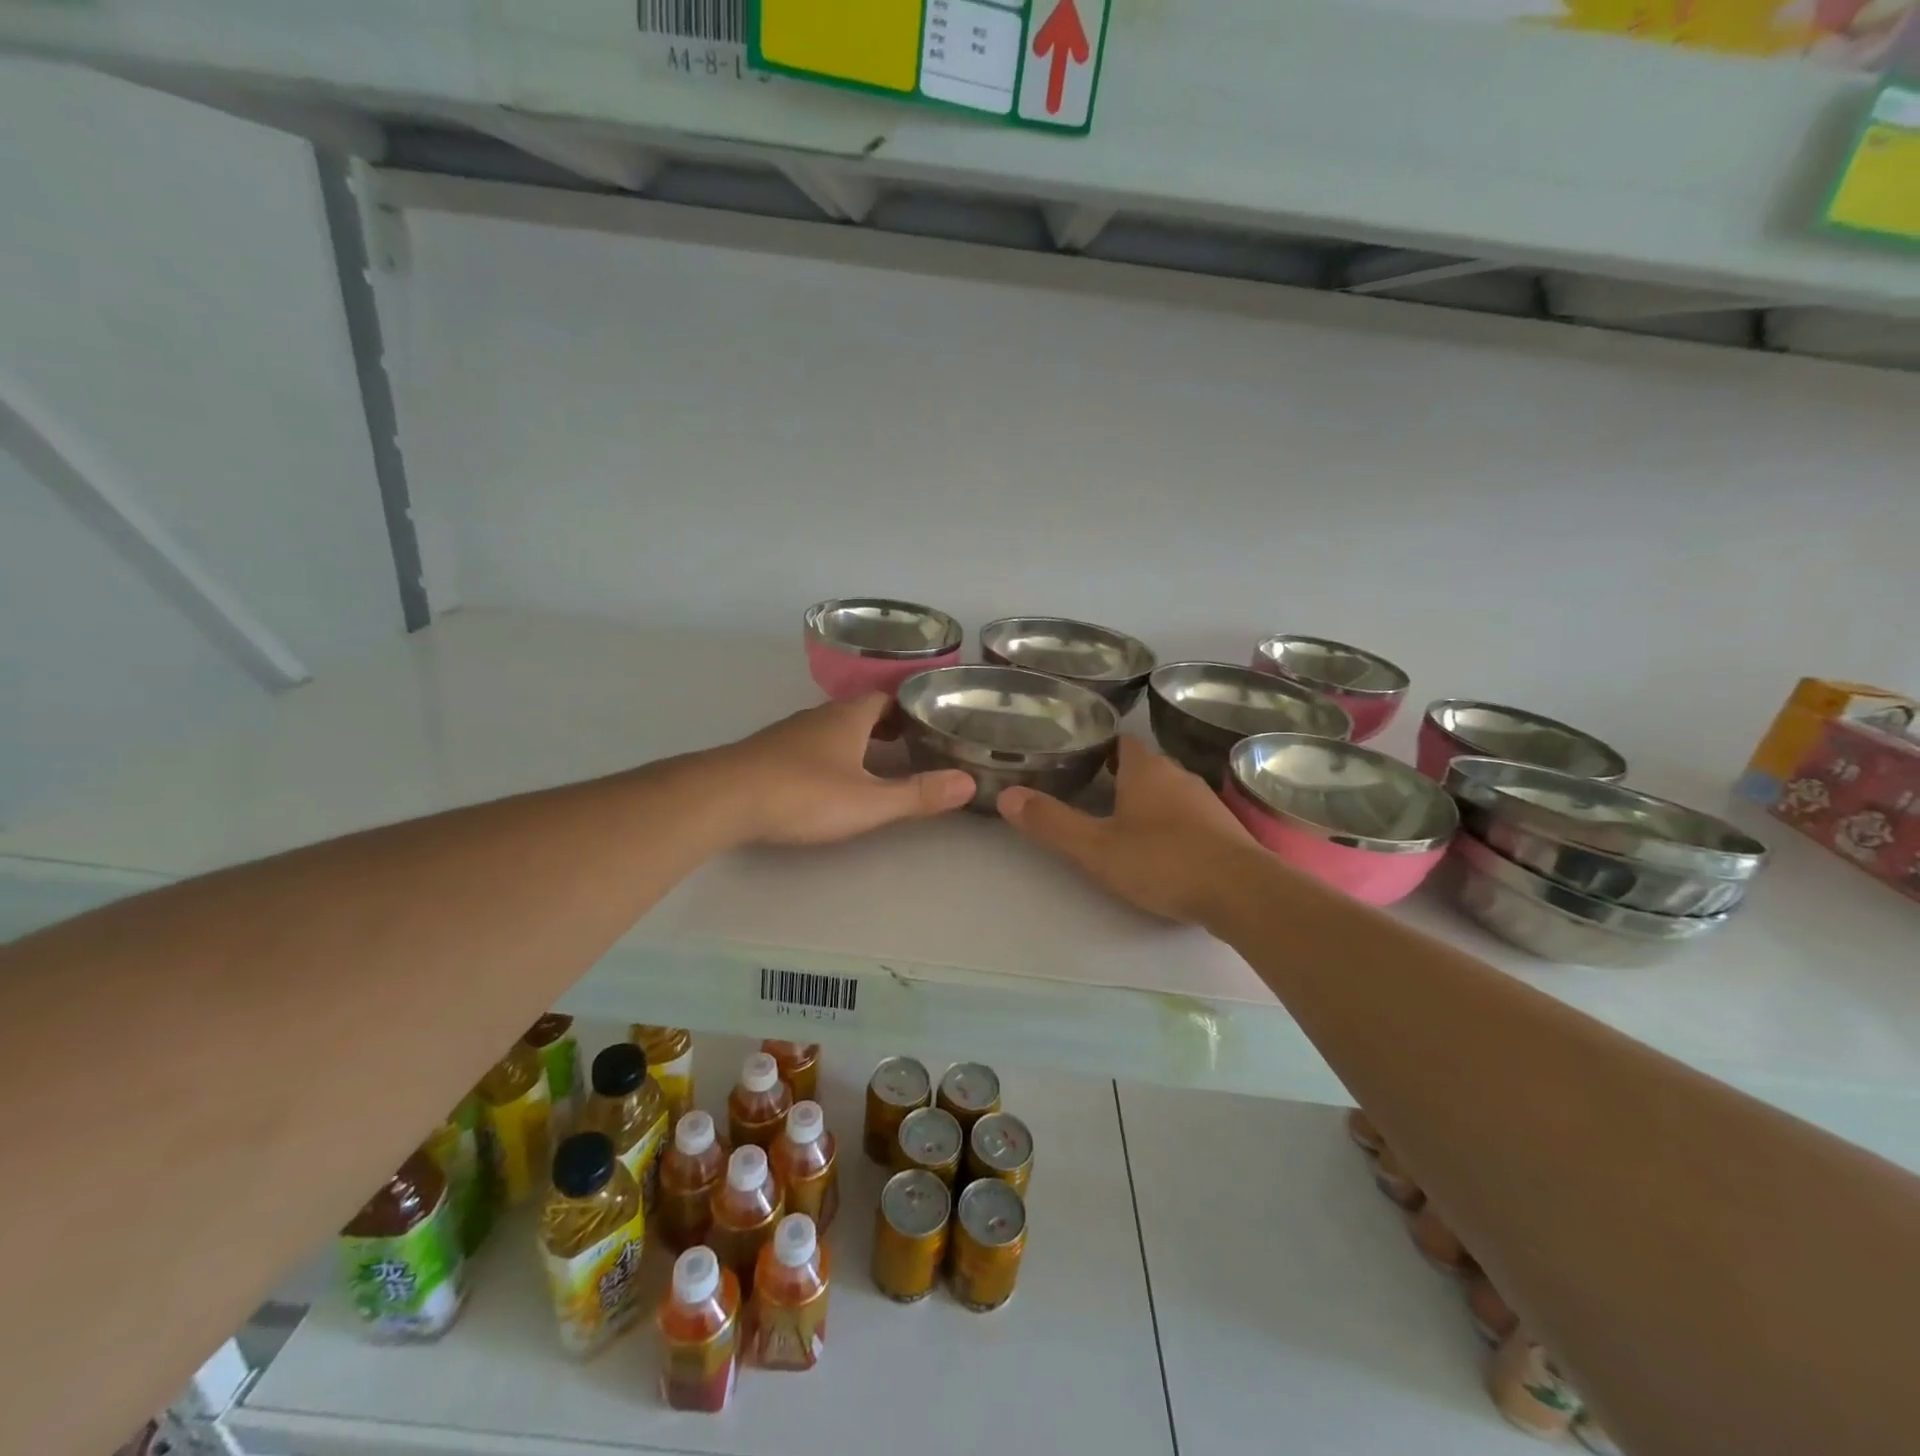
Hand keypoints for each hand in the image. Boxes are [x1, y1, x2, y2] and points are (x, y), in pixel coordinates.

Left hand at [717, 693, 975, 846]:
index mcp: (848, 718)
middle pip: (860, 712)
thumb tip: (968, 783)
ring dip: (856, 740)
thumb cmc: (803, 794)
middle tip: (911, 745)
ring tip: (877, 763)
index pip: (886, 699)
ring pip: (832, 729)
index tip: (929, 722)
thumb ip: (918, 795)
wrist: (723, 799)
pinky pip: (809, 746)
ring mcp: (789, 734)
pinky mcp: (766, 754)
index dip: (909, 708)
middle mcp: (819, 717)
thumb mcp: (869, 801)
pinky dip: (829, 754)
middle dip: (886, 725)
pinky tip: (828, 779)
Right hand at [996, 735, 1263, 924]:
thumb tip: (1006, 795)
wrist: (1242, 892)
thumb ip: (1051, 822)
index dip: (1097, 746)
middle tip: (1085, 792)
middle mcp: (1177, 775)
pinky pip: (1187, 816)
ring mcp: (1205, 802)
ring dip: (1144, 801)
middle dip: (1116, 776)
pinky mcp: (1223, 830)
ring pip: (1166, 791)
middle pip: (1142, 766)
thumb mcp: (1096, 847)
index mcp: (1146, 769)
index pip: (1119, 740)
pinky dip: (1168, 823)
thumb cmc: (1163, 860)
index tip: (1074, 758)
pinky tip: (1158, 847)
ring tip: (1116, 820)